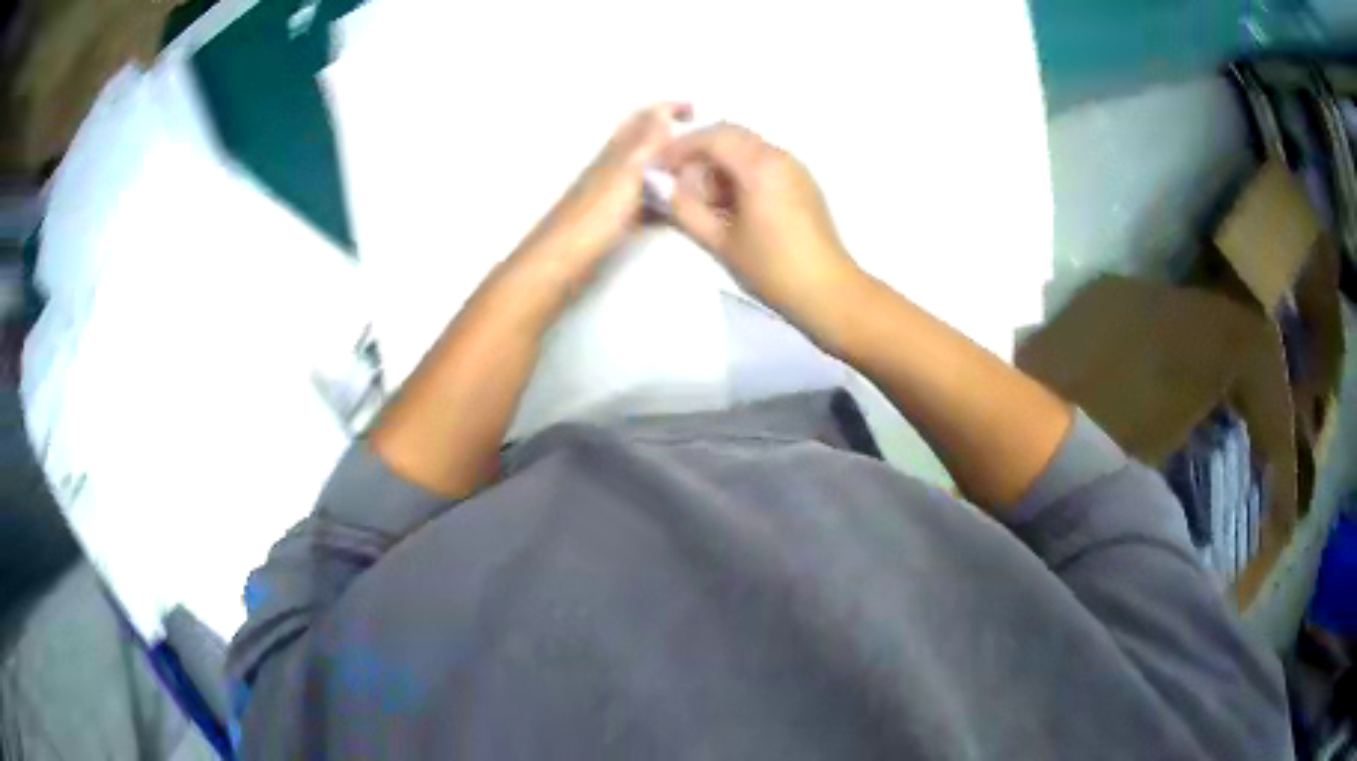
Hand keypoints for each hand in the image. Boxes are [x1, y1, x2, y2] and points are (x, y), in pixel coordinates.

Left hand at [514, 103, 690, 293]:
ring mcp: (613, 192)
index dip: (669, 108)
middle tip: (705, 138)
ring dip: (671, 164)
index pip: (646, 118)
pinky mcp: (614, 218)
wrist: (562, 260)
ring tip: (700, 170)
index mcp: (618, 150)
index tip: (697, 106)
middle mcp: (615, 165)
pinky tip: (676, 207)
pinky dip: (664, 196)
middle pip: (647, 140)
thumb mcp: (627, 172)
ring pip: (648, 169)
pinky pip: (646, 198)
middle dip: (673, 132)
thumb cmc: (594, 217)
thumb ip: (646, 142)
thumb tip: (663, 111)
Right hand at [661, 124, 858, 328]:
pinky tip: (730, 206)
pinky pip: (763, 163)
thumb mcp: (720, 241)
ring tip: (704, 201)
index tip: (659, 168)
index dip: (680, 147)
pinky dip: (740, 173)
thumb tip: (661, 186)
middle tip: (679, 184)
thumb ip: (684, 208)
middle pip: (730, 136)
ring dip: (720, 164)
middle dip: (699, 154)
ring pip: (747, 148)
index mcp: (760, 166)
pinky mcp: (802, 183)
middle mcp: (780, 157)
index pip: (712, 136)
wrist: (827, 292)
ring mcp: (795, 168)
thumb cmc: (772, 269)